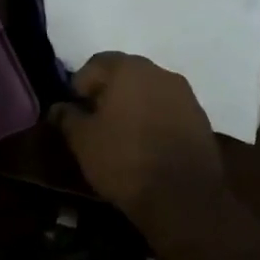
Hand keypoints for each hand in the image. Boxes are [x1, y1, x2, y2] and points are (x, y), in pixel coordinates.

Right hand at [52, 53, 224, 221]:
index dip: (80, 85)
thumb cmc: (124, 159)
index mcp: (128, 68)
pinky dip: (155, 119)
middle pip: (126, 74)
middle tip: (96, 121)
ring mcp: (185, 94)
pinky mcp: (200, 118)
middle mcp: (159, 72)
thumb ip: (67, 117)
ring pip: (149, 91)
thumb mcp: (83, 141)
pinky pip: (169, 110)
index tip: (75, 110)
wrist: (182, 195)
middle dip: (108, 93)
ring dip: (134, 105)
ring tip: (122, 135)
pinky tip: (148, 145)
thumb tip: (58, 108)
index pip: (96, 63)